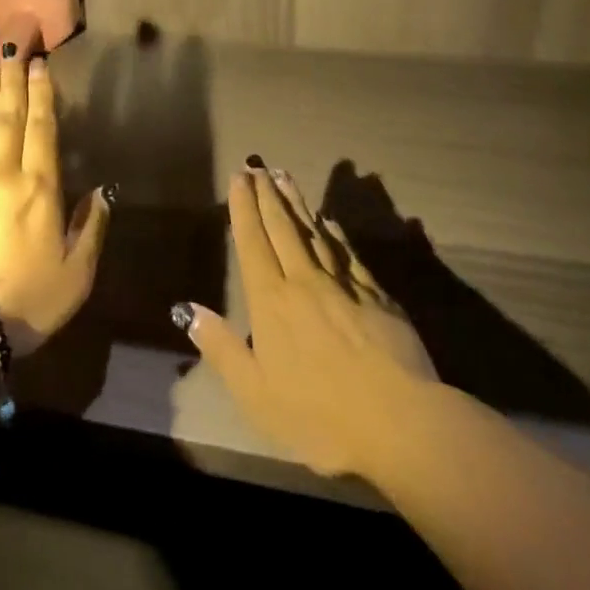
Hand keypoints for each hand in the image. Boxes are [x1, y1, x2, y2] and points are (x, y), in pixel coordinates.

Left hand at [0, 55, 111, 354]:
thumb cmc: (22, 301)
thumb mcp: (75, 276)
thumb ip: (90, 229)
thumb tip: (101, 192)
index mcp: (40, 187)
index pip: (42, 127)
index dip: (42, 94)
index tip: (41, 65)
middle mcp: (3, 171)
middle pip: (9, 115)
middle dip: (14, 79)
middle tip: (14, 46)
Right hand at [179, 164, 438, 482]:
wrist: (402, 424)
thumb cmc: (320, 416)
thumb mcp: (256, 394)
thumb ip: (221, 349)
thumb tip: (186, 310)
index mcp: (271, 302)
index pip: (252, 242)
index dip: (243, 207)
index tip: (238, 177)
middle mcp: (304, 282)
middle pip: (282, 228)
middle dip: (267, 194)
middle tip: (258, 166)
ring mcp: (344, 286)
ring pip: (315, 233)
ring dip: (297, 203)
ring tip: (285, 177)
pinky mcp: (379, 297)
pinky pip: (349, 254)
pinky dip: (336, 233)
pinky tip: (330, 222)